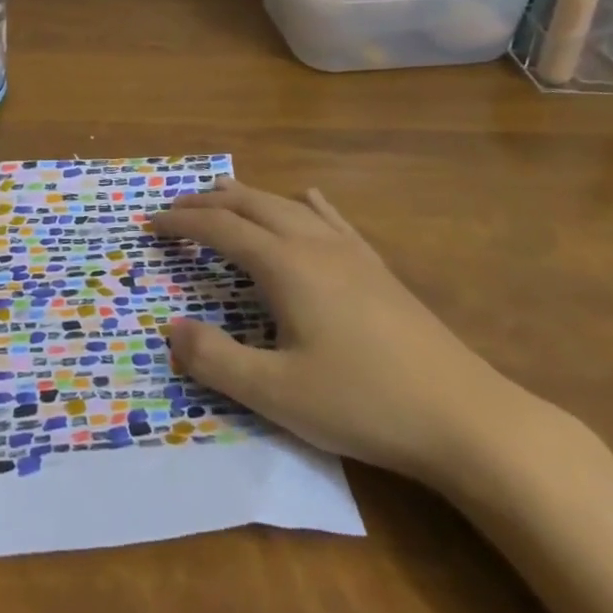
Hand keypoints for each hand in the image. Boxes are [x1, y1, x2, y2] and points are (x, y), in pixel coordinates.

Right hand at [151, 179, 530, 487]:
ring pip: (287, 204)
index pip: (219, 228)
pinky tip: (308, 198)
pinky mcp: (376, 266)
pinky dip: (305, 203)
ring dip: (248, 197)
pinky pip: (332, 218)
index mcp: (284, 265)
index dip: (181, 222)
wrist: (463, 416)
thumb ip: (216, 360)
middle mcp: (311, 242)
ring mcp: (349, 250)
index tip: (150, 224)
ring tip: (224, 198)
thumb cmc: (363, 403)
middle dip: (207, 201)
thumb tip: (170, 329)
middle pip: (249, 203)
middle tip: (175, 208)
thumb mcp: (277, 394)